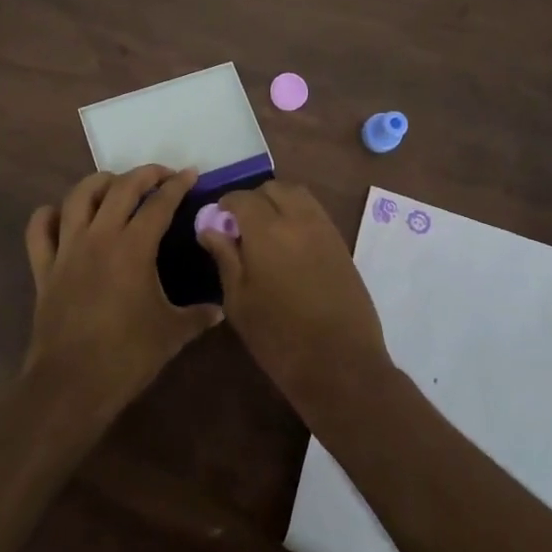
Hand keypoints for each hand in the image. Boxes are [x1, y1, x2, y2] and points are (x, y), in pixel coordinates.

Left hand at [22, 166, 221, 416]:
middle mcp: (99, 237)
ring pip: (78, 197)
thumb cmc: (127, 356)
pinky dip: (49, 215)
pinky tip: (62, 215)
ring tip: (115, 185)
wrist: (72, 384)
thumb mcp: (172, 334)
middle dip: (143, 173)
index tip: (190, 174)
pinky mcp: (44, 268)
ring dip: (99, 183)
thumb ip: (197, 316)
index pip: (159, 203)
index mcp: (133, 247)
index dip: (177, 185)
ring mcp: (67, 250)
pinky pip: (39, 230)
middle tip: (161, 175)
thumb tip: (218, 310)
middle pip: (120, 187)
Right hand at [195, 182, 394, 411]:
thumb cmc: (279, 337)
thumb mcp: (239, 301)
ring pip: (299, 195)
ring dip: (279, 202)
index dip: (225, 205)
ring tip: (266, 231)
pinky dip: (299, 214)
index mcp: (267, 230)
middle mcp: (298, 219)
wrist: (340, 363)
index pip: (241, 198)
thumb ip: (225, 258)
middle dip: (254, 199)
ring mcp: (324, 229)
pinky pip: (316, 213)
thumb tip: (210, 228)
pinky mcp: (341, 244)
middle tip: (242, 226)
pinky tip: (290, 244)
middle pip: (273, 188)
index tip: (217, 222)